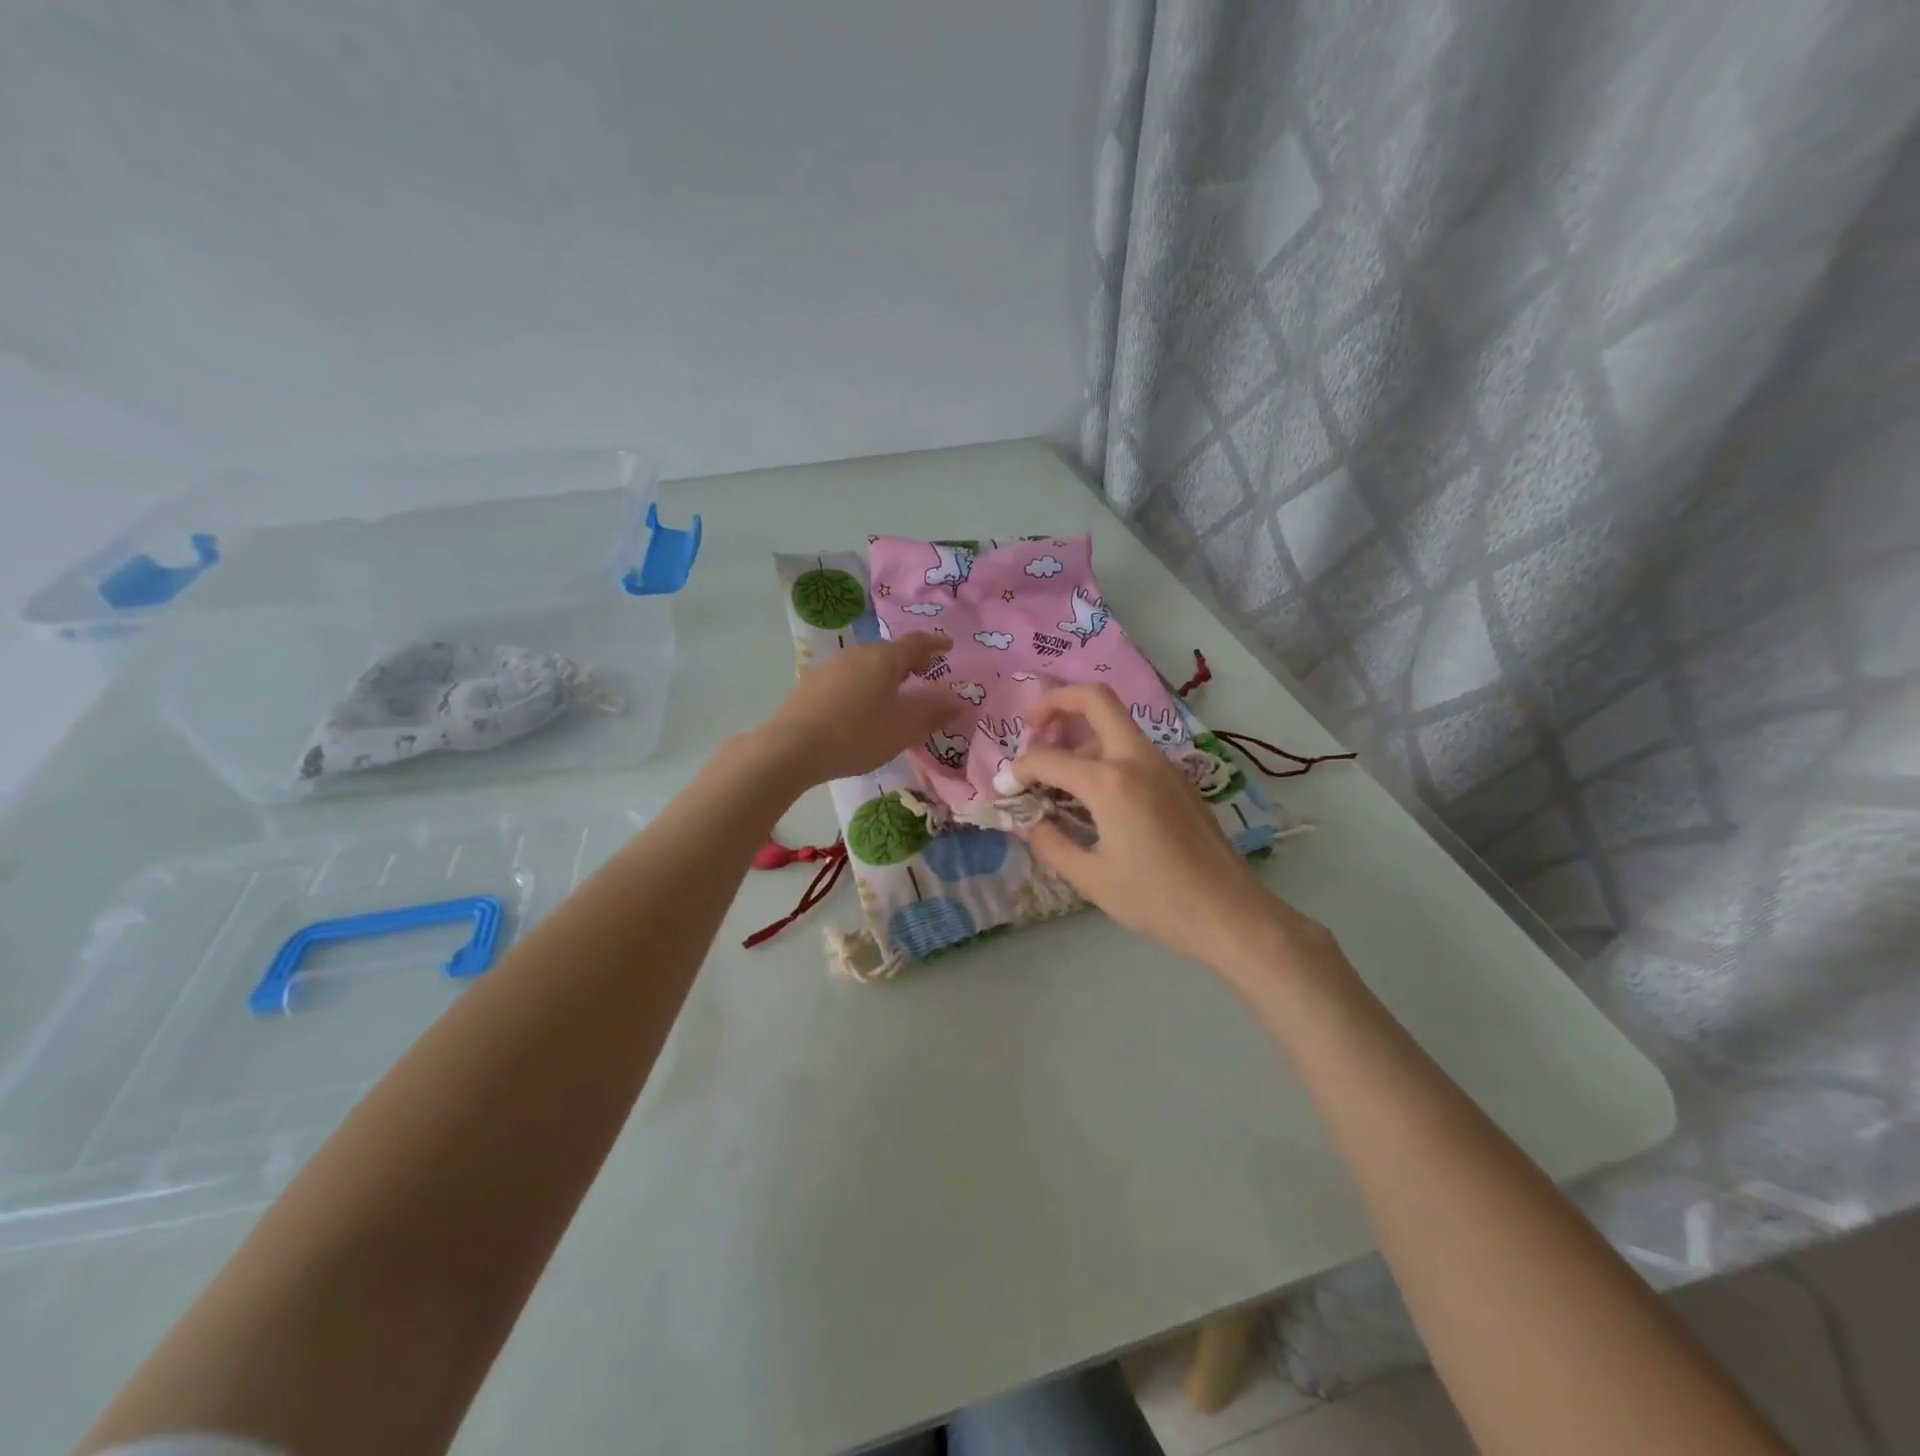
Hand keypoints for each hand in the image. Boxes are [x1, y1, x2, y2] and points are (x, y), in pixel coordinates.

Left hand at [757, 632, 956, 786]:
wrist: (791, 748)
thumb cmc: (856, 734)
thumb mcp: (903, 728)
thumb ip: (933, 711)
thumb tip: (958, 699)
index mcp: (884, 658)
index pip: (916, 642)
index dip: (935, 644)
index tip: (947, 647)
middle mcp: (856, 654)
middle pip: (889, 651)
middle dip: (909, 661)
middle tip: (923, 674)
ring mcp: (829, 667)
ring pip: (865, 664)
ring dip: (884, 675)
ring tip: (893, 694)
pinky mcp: (810, 685)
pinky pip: (847, 678)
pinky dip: (863, 686)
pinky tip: (860, 707)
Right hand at [1012, 684, 1334, 980]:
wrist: (1228, 912)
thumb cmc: (1156, 900)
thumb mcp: (1091, 878)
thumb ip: (1051, 843)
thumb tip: (1030, 821)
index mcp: (1111, 783)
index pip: (1048, 758)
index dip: (1018, 770)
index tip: (1006, 788)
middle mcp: (1137, 759)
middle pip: (1095, 699)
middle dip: (1055, 702)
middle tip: (1030, 727)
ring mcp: (1162, 764)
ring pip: (1115, 723)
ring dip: (1080, 731)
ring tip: (1056, 773)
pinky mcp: (1176, 778)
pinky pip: (1132, 748)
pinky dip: (1103, 753)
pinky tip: (1091, 793)